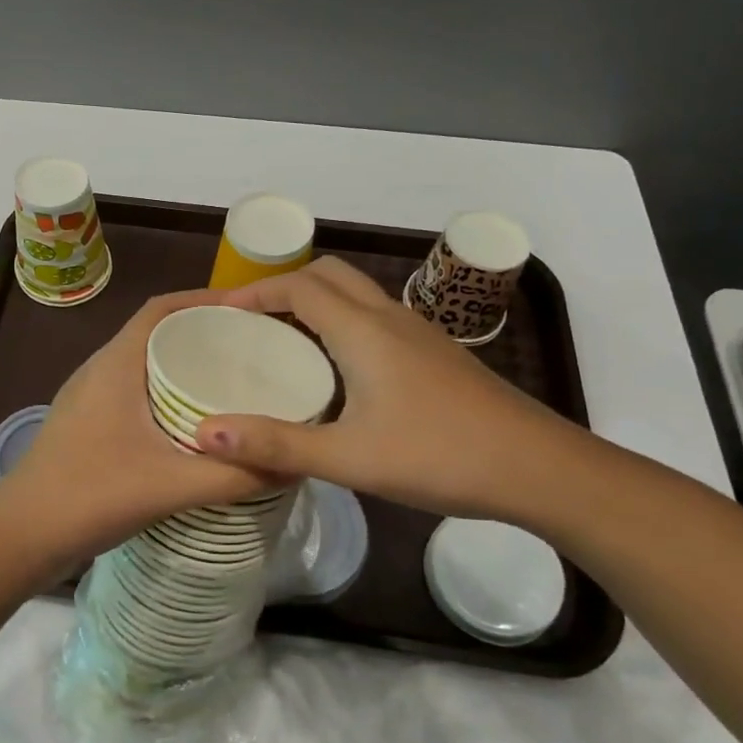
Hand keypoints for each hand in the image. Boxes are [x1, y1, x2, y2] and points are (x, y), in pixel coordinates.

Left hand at [0, 290, 283, 578]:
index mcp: (115, 364)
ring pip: (144, 366)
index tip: (248, 309)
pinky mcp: (87, 425)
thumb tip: (296, 462)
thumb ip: (235, 475)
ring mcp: (89, 399)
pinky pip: (134, 393)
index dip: (202, 299)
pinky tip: (194, 426)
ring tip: (233, 382)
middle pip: (156, 334)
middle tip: (253, 350)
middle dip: (202, 334)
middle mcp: (100, 370)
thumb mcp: (171, 485)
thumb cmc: (90, 494)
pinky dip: (167, 395)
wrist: (19, 537)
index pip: (160, 309)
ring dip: (183, 366)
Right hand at [194, 257, 583, 524]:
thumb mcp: (349, 458)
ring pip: (356, 294)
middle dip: (284, 286)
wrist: (539, 468)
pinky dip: (342, 321)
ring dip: (315, 302)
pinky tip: (338, 369)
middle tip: (251, 321)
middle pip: (328, 275)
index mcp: (363, 330)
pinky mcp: (436, 353)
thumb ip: (276, 444)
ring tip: (285, 340)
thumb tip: (204, 432)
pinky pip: (376, 317)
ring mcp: (418, 333)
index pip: (298, 286)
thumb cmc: (439, 456)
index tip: (221, 312)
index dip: (256, 292)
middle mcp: (389, 317)